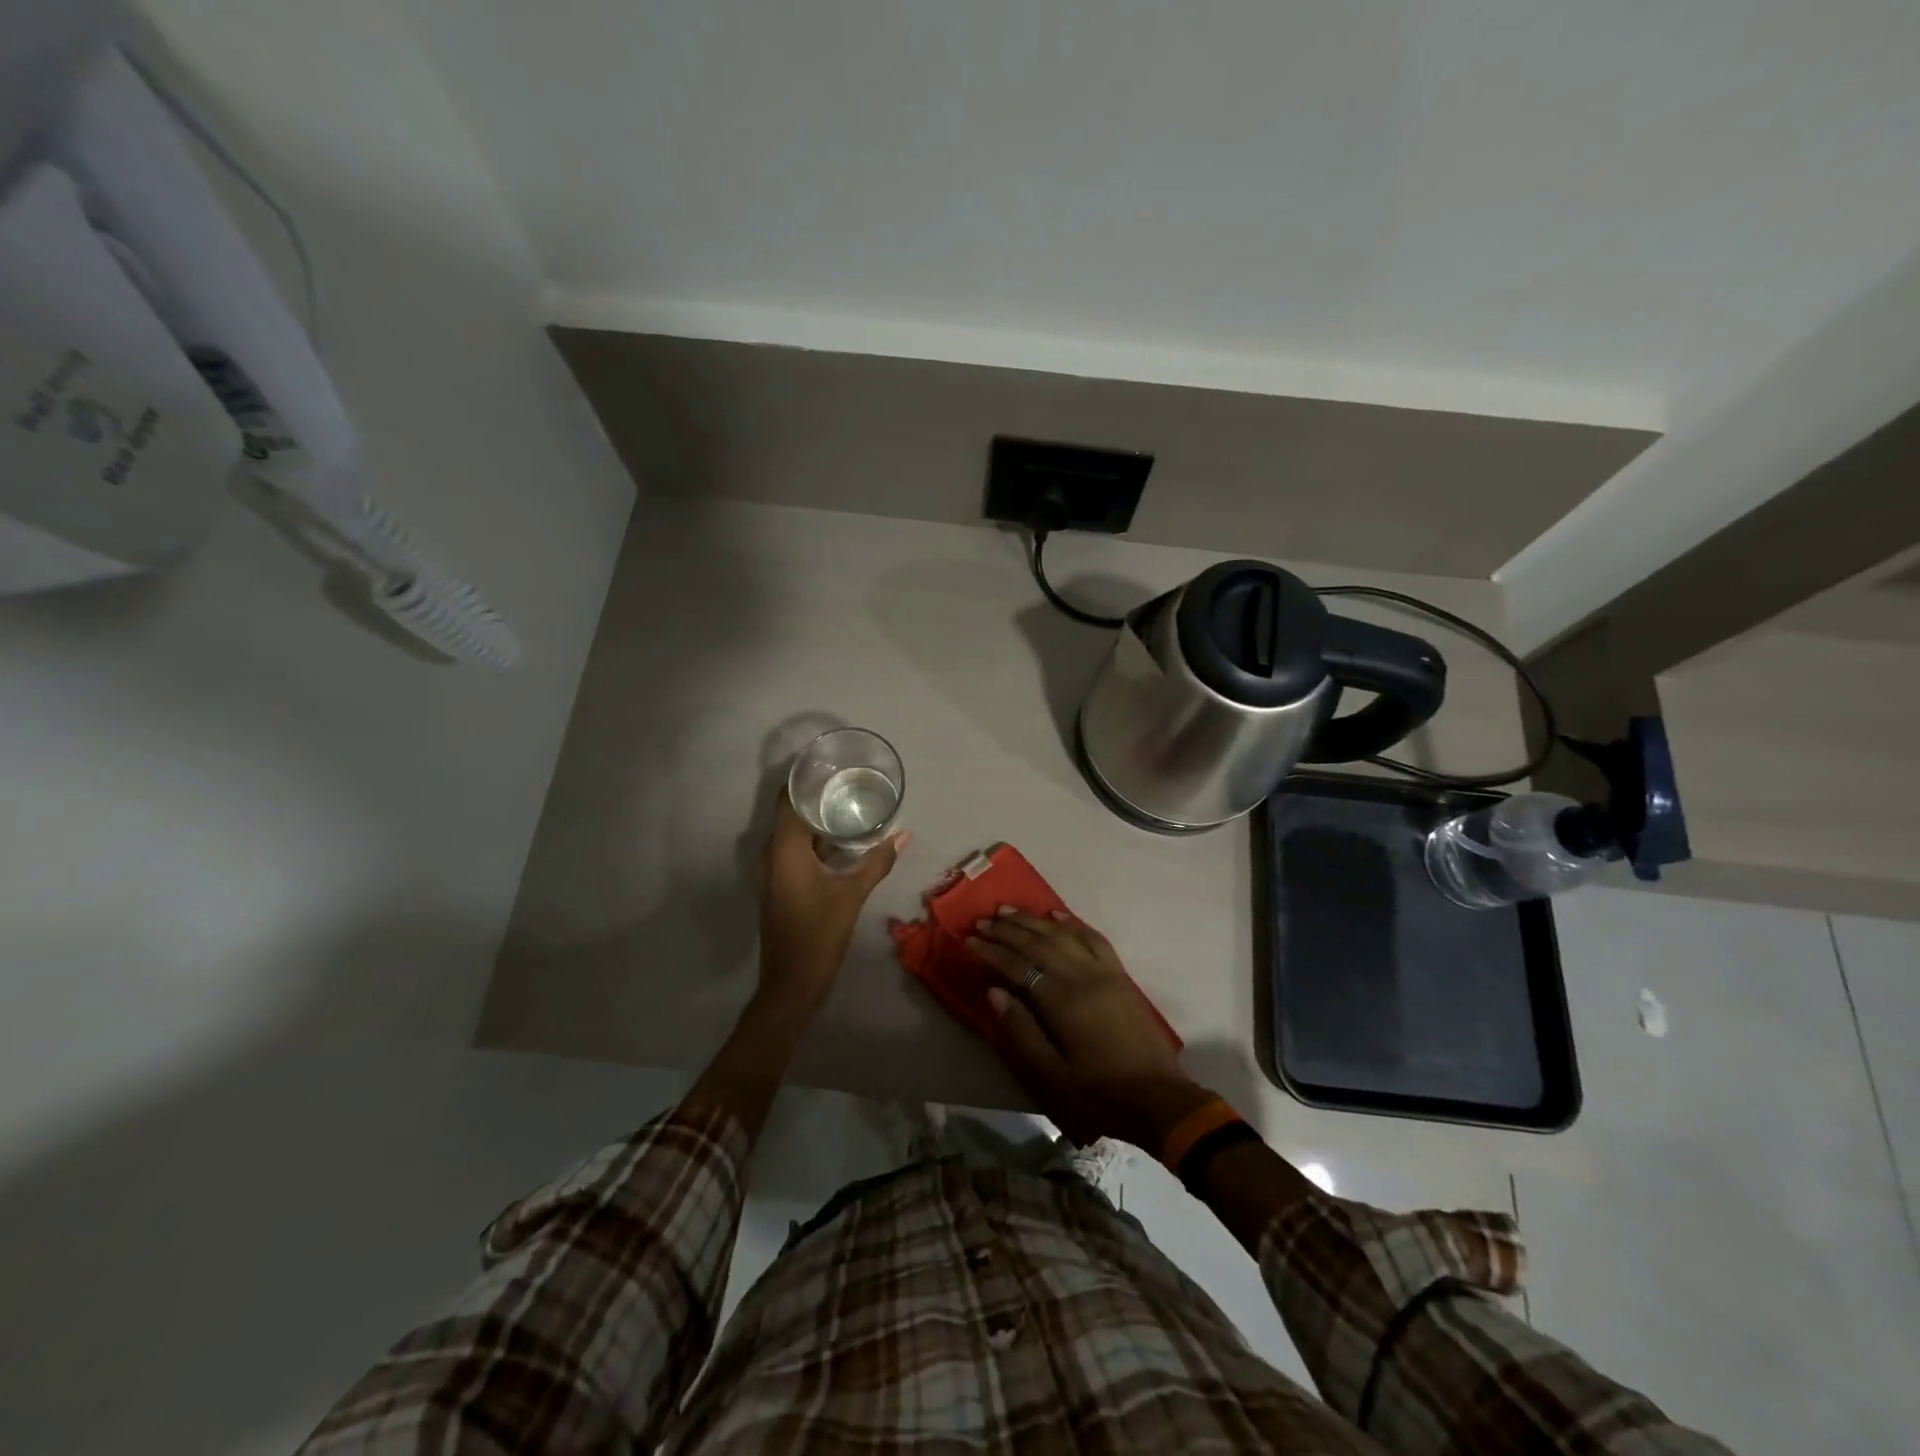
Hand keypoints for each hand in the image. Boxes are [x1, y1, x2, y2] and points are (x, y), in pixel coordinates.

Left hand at [755, 794, 906, 1015]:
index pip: (788, 800)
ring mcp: (770, 872)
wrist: (792, 983)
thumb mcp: (852, 895)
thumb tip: (904, 835)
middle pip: (788, 814)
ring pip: (790, 834)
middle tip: (845, 780)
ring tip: (844, 803)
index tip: (828, 763)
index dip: (804, 778)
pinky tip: (836, 839)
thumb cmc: (819, 933)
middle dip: (814, 797)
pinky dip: (811, 840)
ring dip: (813, 820)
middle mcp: (770, 855)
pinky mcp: (776, 886)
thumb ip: (877, 861)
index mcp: (784, 850)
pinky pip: (791, 851)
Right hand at [966, 908, 1211, 1148]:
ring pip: (1065, 935)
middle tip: (982, 920)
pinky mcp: (1121, 976)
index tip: (968, 940)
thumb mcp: (1053, 1077)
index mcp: (1065, 1002)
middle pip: (1040, 944)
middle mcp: (1084, 977)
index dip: (992, 952)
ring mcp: (1106, 973)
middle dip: (1008, 930)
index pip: (1020, 966)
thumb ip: (1021, 1033)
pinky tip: (1057, 914)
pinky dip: (1074, 923)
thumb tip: (994, 993)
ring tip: (1009, 910)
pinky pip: (1094, 939)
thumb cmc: (1101, 1095)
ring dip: (1035, 920)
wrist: (1161, 1100)